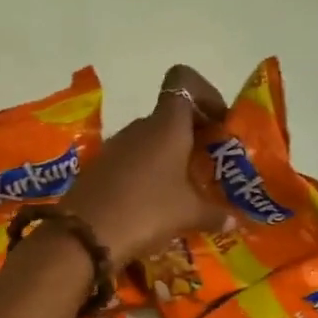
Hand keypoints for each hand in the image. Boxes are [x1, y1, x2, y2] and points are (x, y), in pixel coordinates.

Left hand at [68, 65, 231, 263]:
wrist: (85, 235)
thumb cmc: (146, 212)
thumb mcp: (188, 215)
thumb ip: (214, 214)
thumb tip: (232, 221)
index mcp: (167, 125)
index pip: (183, 82)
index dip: (204, 94)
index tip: (219, 124)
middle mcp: (140, 127)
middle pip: (171, 116)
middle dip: (193, 136)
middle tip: (209, 166)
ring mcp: (116, 147)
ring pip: (151, 141)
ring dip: (170, 158)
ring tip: (185, 190)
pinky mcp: (99, 168)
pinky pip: (132, 162)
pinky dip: (148, 174)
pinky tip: (155, 203)